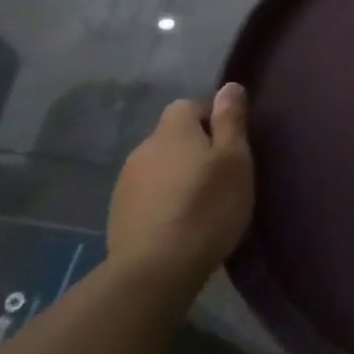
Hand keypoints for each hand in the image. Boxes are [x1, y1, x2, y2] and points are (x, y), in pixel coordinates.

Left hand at [108, 84, 253, 276]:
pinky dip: (164, 202)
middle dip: (195, 150)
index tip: (231, 147)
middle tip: (222, 178)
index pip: (189, 106)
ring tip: (201, 205)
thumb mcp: (234, 159)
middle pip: (173, 137)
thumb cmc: (207, 206)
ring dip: (178, 177)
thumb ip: (231, 120)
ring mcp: (126, 182)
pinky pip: (148, 195)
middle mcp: (144, 148)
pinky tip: (180, 224)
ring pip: (159, 167)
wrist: (156, 267)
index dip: (211, 120)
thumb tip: (229, 86)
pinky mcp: (118, 213)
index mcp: (172, 130)